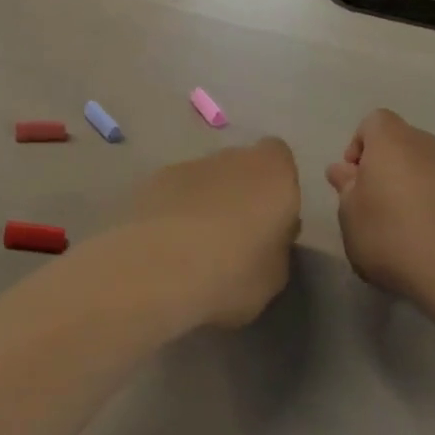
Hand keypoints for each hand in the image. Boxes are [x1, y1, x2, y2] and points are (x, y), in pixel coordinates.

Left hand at [113, 138, 300, 329]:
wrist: (158, 268)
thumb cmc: (231, 273)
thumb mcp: (274, 276)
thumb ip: (276, 246)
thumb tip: (269, 238)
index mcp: (273, 174)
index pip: (280, 158)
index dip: (276, 185)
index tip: (271, 218)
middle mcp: (233, 158)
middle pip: (241, 166)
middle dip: (240, 192)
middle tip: (235, 235)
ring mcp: (190, 164)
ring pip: (207, 178)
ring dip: (206, 201)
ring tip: (195, 245)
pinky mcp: (154, 179)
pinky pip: (175, 191)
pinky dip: (175, 209)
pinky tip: (167, 244)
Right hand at [325, 110, 434, 305]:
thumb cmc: (394, 238)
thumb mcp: (351, 217)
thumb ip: (346, 188)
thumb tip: (344, 170)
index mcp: (392, 141)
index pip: (373, 122)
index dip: (360, 146)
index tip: (355, 180)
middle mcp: (429, 145)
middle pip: (402, 143)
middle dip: (387, 167)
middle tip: (376, 205)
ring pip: (428, 167)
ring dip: (414, 186)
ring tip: (407, 227)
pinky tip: (434, 238)